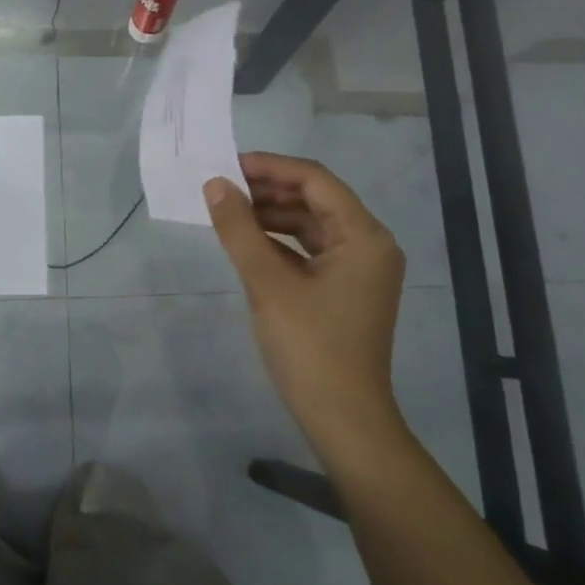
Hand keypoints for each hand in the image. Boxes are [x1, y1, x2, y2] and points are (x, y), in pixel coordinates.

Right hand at [205, 152, 408, 457]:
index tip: (227, 165)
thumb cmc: (310, 347)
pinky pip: (310, 250)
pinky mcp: (345, 290)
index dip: (270, 167)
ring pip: (311, 225)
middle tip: (221, 187)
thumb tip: (214, 185)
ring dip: (271, 215)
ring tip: (228, 211)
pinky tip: (247, 242)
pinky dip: (279, 242)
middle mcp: (369, 244)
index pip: (315, 180)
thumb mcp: (267, 283)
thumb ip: (239, 229)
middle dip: (268, 190)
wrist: (343, 419)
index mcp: (364, 235)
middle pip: (315, 199)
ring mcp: (359, 269)